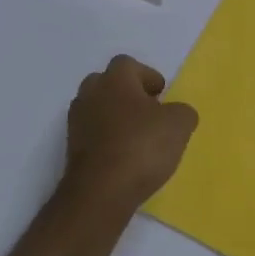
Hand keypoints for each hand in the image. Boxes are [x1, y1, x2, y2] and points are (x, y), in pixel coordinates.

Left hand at [62, 56, 198, 212]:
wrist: (101, 191)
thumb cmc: (142, 147)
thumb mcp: (179, 124)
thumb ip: (182, 112)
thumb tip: (178, 113)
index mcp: (114, 80)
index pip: (129, 64)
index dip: (148, 76)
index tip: (162, 94)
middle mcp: (90, 94)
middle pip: (109, 84)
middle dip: (129, 95)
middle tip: (150, 113)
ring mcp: (77, 122)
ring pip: (99, 109)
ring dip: (117, 118)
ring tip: (139, 138)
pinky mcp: (72, 149)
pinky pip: (93, 134)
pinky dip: (108, 140)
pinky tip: (126, 157)